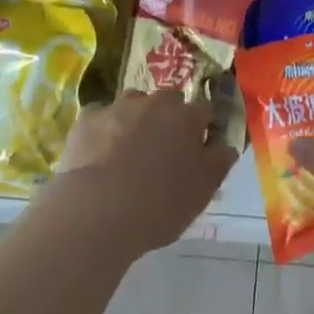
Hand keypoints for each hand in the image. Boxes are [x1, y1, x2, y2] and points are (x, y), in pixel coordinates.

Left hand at [51, 89, 237, 255]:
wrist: (97, 212)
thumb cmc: (158, 204)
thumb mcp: (202, 192)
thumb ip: (219, 163)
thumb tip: (226, 146)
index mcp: (187, 117)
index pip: (205, 111)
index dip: (203, 129)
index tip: (198, 150)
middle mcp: (155, 102)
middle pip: (168, 102)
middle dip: (169, 119)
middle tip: (162, 152)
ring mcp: (119, 107)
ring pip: (134, 105)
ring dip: (136, 120)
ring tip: (127, 152)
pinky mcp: (87, 119)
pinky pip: (100, 117)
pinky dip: (103, 130)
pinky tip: (98, 153)